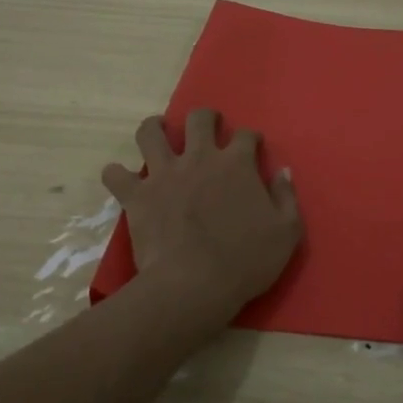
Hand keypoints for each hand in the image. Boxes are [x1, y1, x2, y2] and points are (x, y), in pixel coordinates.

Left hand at [102, 110, 302, 325]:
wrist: (194, 284)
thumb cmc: (245, 261)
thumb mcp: (287, 232)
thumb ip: (286, 197)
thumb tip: (282, 171)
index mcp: (236, 164)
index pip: (246, 136)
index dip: (251, 139)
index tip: (252, 147)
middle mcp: (199, 158)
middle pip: (198, 119)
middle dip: (205, 118)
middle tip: (207, 128)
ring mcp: (164, 174)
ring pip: (150, 133)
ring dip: (154, 128)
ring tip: (157, 132)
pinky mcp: (137, 195)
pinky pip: (116, 175)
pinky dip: (116, 174)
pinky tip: (120, 177)